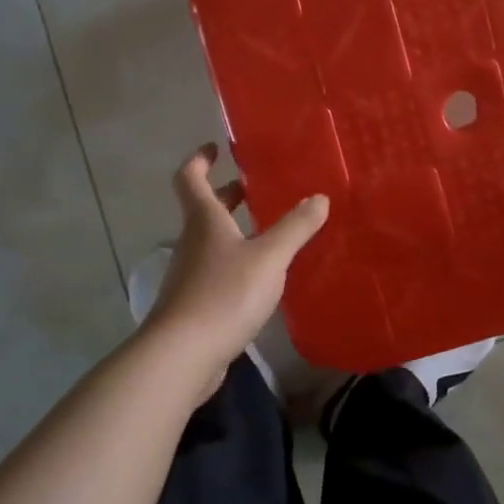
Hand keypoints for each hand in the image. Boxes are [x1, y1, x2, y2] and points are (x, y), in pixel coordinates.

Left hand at [140, 144, 329, 390]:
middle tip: (253, 187)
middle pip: (203, 209)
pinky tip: (260, 276)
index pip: (190, 178)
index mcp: (204, 221)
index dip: (200, 159)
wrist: (182, 355)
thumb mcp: (269, 257)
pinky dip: (235, 262)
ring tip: (268, 230)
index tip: (216, 148)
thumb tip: (320, 198)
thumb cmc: (224, 294)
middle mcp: (192, 242)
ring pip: (211, 241)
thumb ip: (296, 227)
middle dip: (226, 194)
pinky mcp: (194, 304)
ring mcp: (190, 275)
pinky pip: (216, 270)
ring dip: (233, 229)